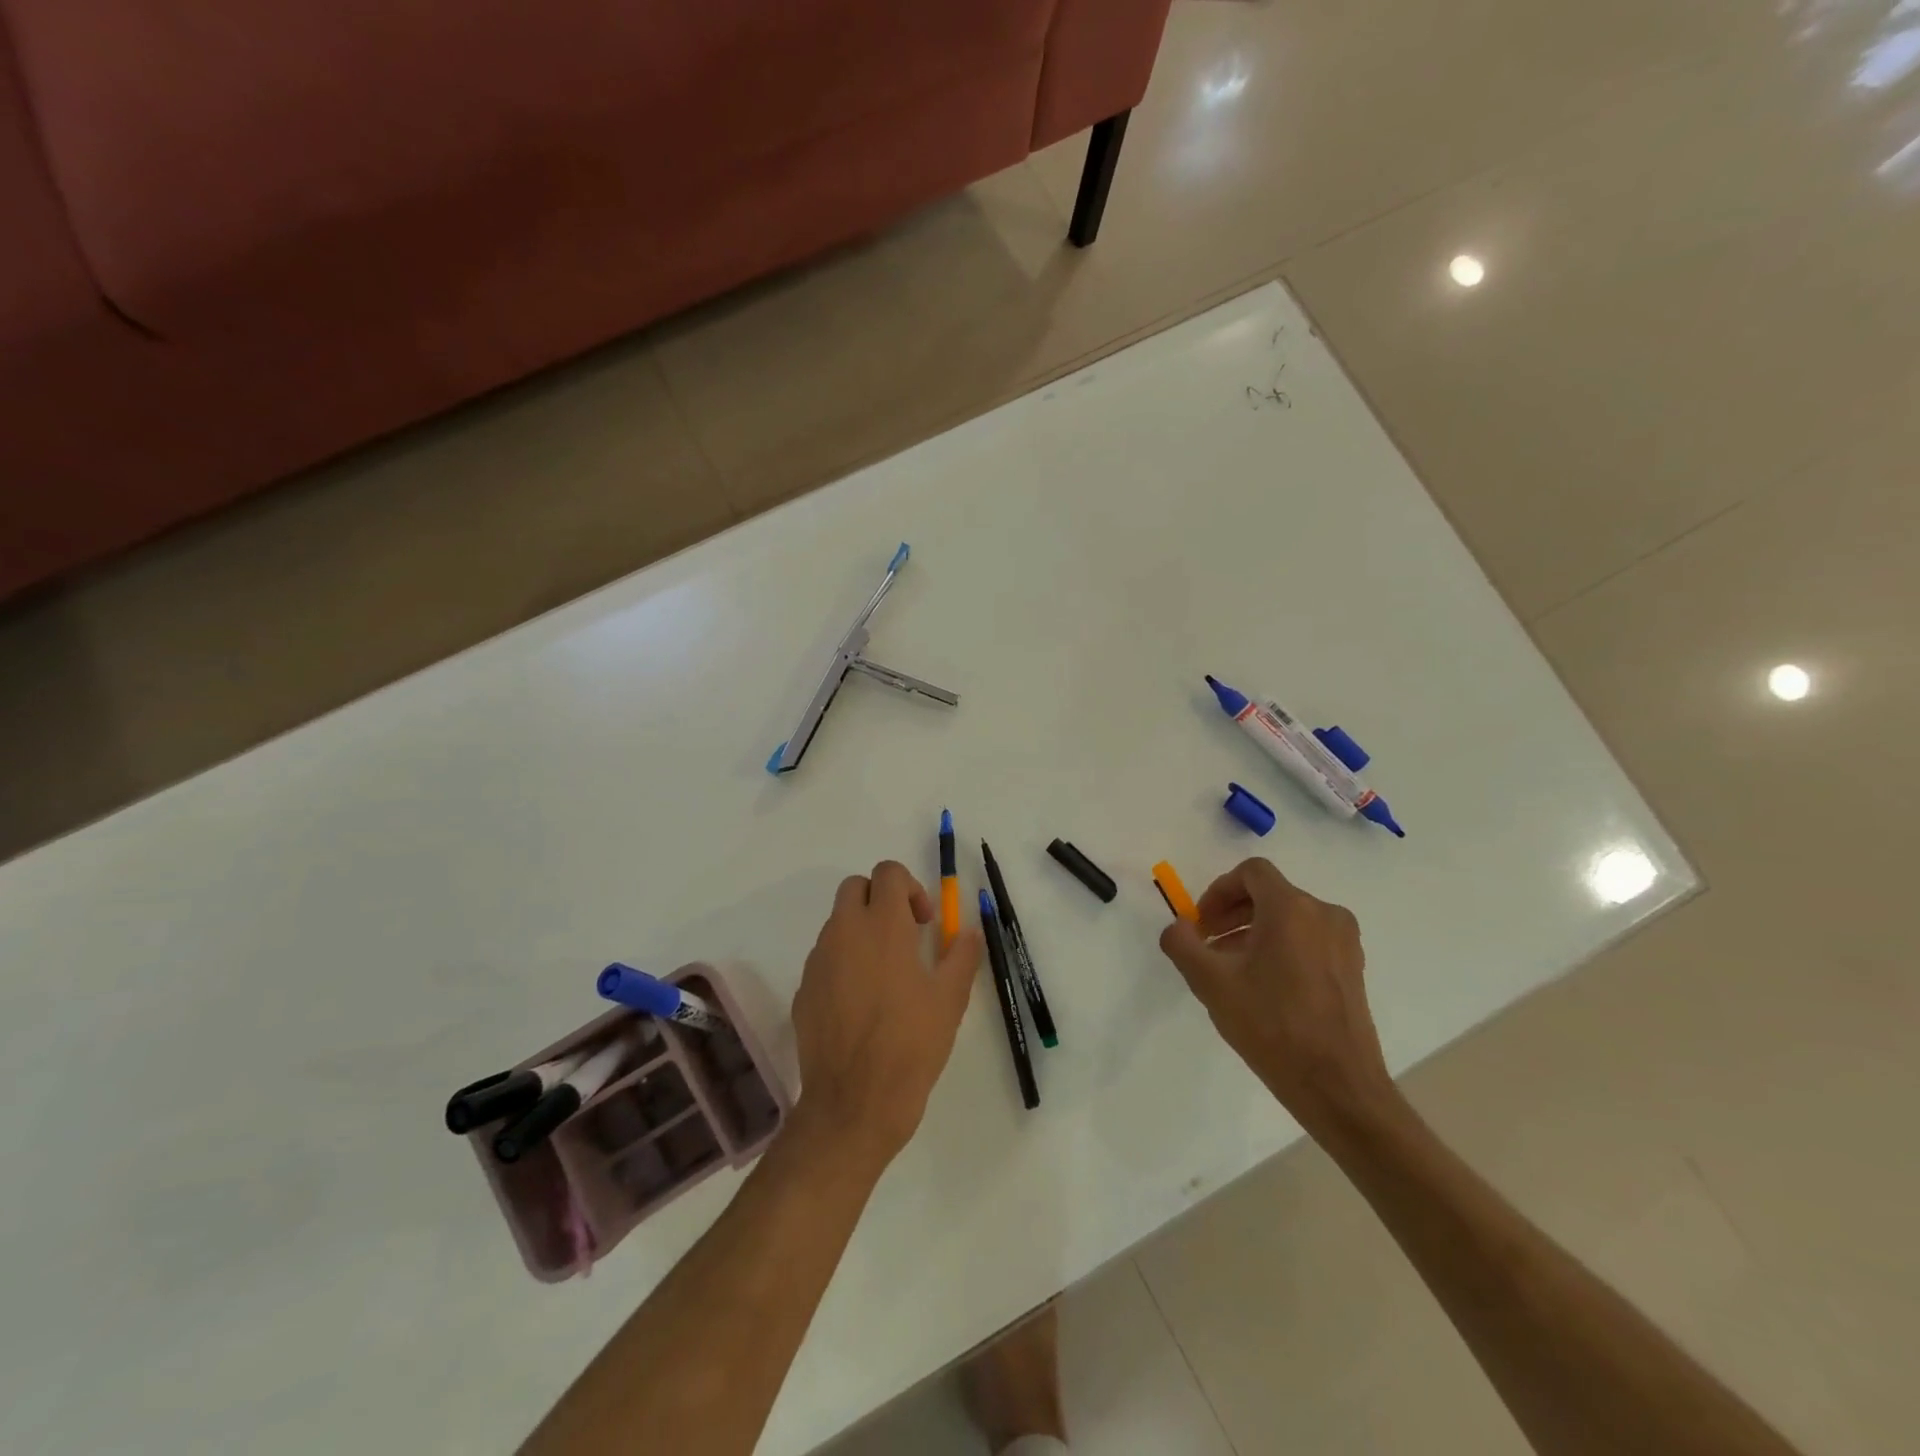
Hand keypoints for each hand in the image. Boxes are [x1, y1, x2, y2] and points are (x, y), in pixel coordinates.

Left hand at [790, 861, 982, 1170]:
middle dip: (881, 899)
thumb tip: (968, 931)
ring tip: (886, 975)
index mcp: (882, 925)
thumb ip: (962, 955)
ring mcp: (818, 960)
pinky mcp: (804, 989)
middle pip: (856, 886)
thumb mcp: (950, 999)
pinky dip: (844, 962)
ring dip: (862, 931)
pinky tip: (862, 1004)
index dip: (910, 887)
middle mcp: (844, 932)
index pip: (888, 872)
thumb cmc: (910, 1045)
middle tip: (905, 937)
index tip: (924, 923)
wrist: (853, 1104)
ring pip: (838, 922)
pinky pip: (825, 958)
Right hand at [1158, 858, 1390, 1131]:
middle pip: (1269, 894)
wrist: (1337, 1086)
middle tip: (1207, 945)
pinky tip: (1262, 986)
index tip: (1200, 923)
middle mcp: (1324, 914)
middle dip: (1232, 913)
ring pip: (1288, 918)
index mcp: (1292, 909)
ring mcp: (1344, 942)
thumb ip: (1182, 943)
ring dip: (1253, 932)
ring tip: (1230, 969)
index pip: (1251, 873)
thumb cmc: (1271, 1025)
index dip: (1218, 890)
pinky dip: (1279, 947)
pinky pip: (1308, 940)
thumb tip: (1178, 926)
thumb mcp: (1210, 982)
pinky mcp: (1352, 968)